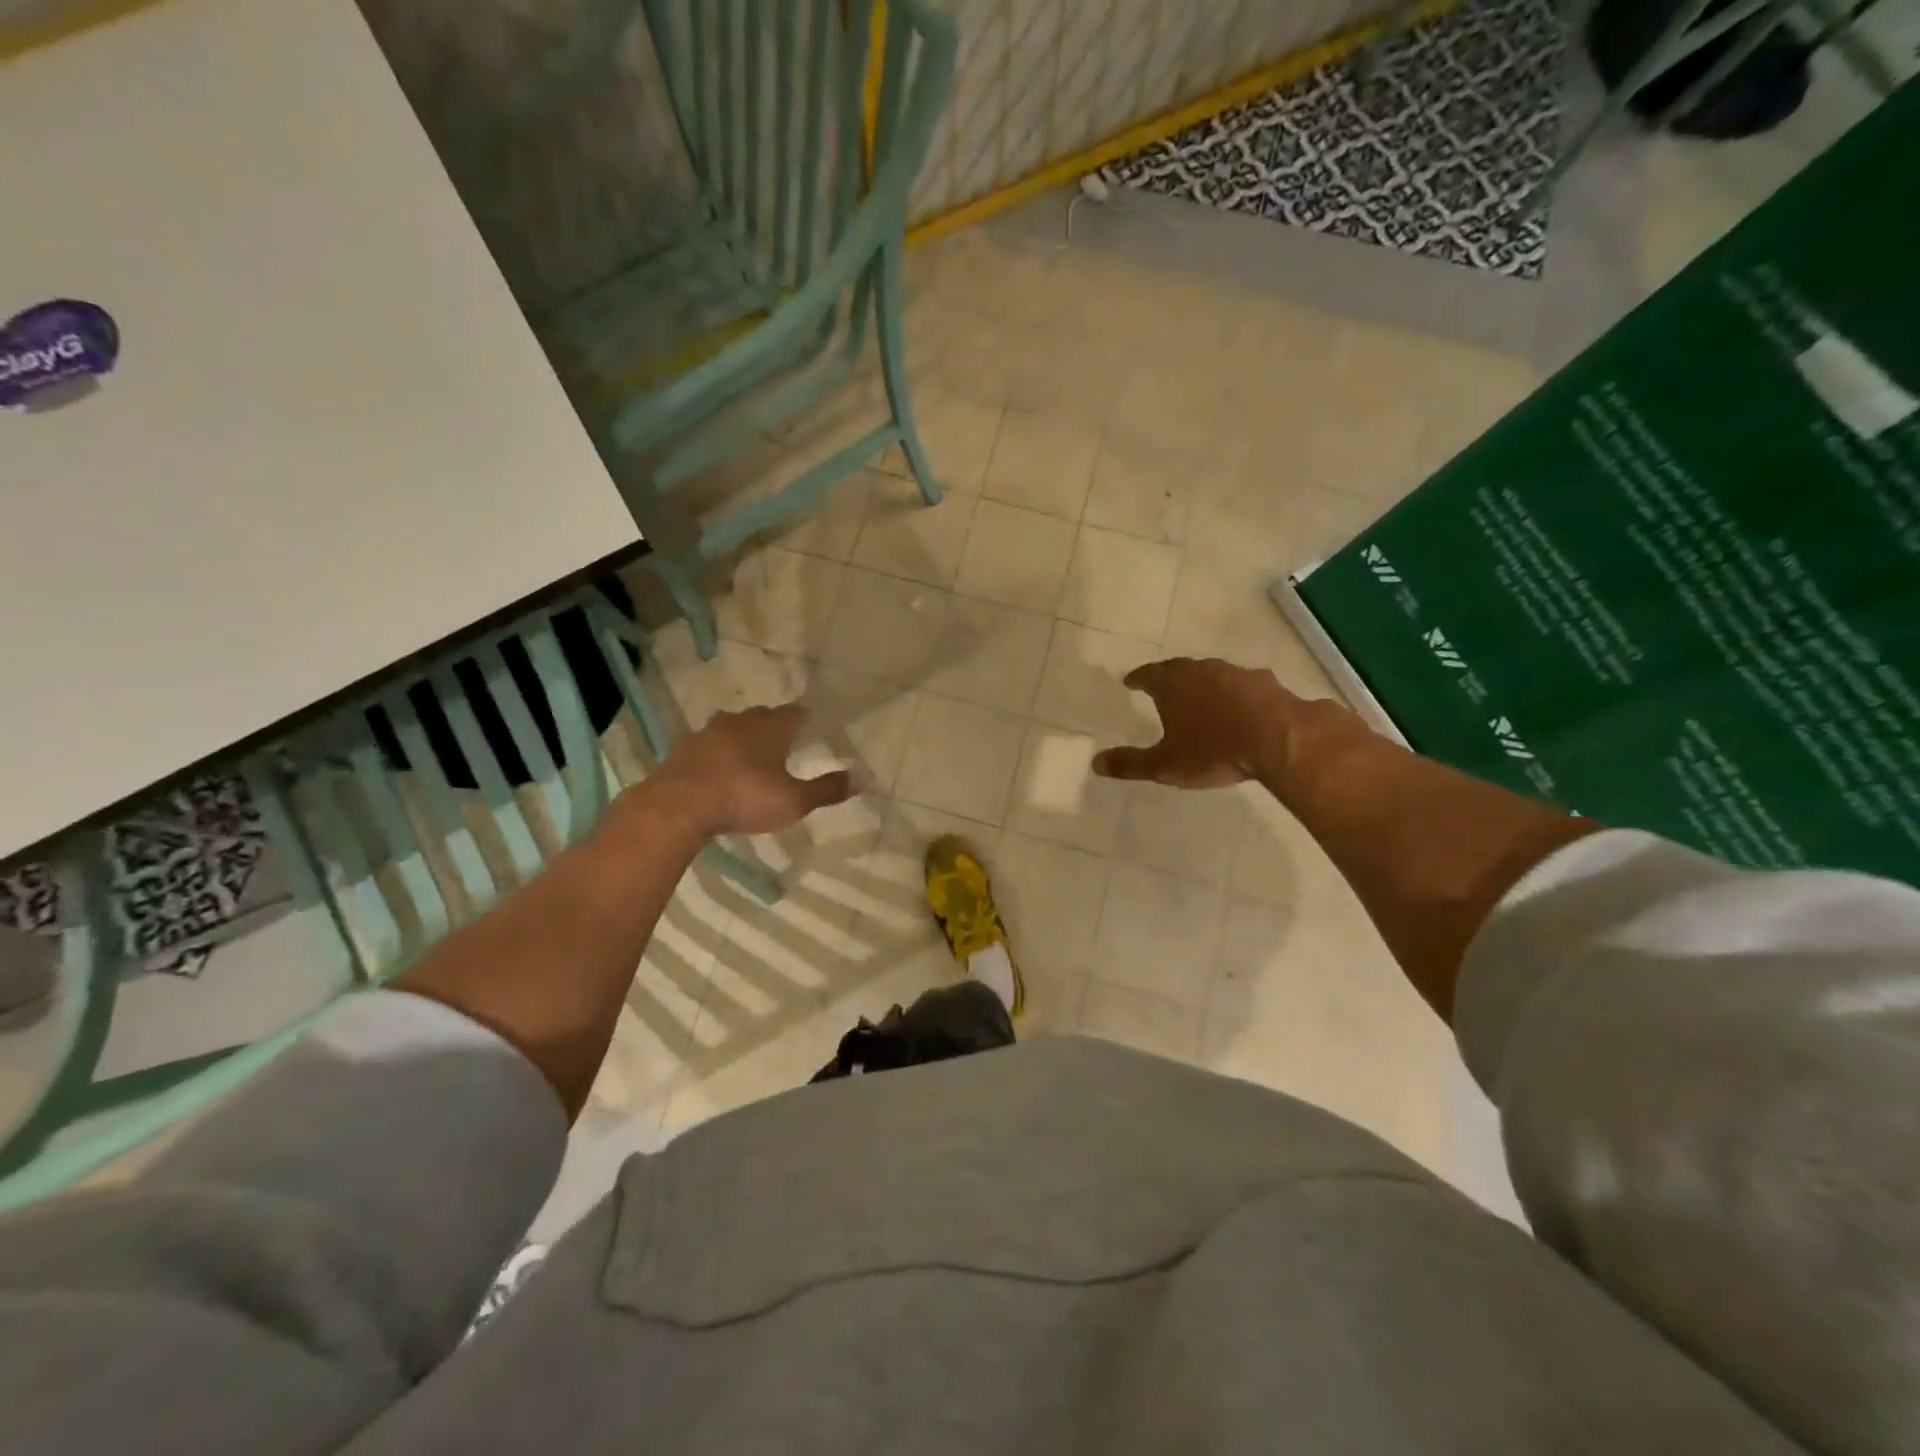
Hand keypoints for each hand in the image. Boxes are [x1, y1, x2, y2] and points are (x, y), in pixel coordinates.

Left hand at [646, 703, 856, 835]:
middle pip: (762, 715)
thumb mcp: (794, 801)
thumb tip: (862, 778)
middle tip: (783, 740)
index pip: (795, 713)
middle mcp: (740, 722)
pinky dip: (717, 752)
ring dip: (742, 736)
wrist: (679, 806)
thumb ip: (827, 790)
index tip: (811, 723)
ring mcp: (708, 733)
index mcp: (771, 728)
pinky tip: (718, 768)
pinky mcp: (684, 750)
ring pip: (732, 726)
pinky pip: (708, 744)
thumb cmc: (745, 798)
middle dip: (773, 725)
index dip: (804, 718)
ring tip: (750, 753)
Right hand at [1093, 657, 1303, 789]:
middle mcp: (1202, 670)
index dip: (1137, 679)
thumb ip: (1130, 763)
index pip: (1147, 675)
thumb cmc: (1213, 750)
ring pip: (1212, 675)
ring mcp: (1237, 673)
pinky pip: (1242, 687)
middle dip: (1169, 679)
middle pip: (1179, 670)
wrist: (1280, 739)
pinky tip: (1239, 710)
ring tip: (1200, 700)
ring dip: (1204, 685)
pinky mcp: (1267, 684)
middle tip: (1162, 688)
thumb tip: (1095, 762)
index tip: (1130, 682)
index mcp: (1172, 684)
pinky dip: (1235, 695)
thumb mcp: (1165, 764)